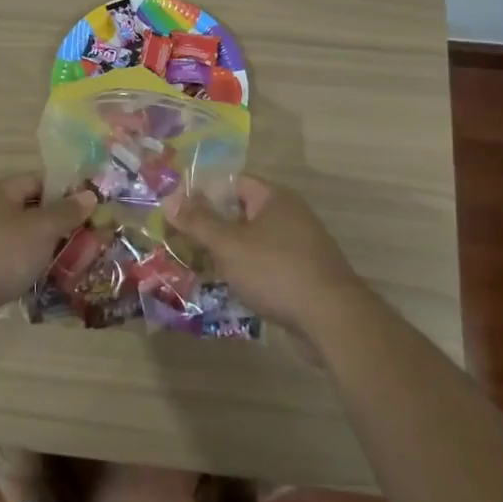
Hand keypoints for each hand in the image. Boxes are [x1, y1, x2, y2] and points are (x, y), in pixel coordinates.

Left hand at [0, 175, 95, 342]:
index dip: (65, 191)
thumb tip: (89, 195)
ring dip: (46, 250)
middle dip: (59, 225)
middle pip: (30, 211)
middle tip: (89, 239)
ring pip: (22, 241)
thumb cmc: (1, 253)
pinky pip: (12, 264)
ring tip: (76, 263)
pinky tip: (51, 283)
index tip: (90, 207)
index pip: (37, 181)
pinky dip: (30, 270)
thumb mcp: (41, 229)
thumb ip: (66, 212)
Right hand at [164, 176, 367, 339]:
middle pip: (242, 212)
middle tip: (182, 240)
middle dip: (213, 226)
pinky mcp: (305, 274)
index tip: (178, 210)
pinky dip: (248, 271)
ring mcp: (301, 246)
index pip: (233, 183)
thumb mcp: (229, 245)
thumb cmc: (276, 271)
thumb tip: (170, 199)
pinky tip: (230, 287)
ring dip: (229, 252)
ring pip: (254, 241)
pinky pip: (267, 264)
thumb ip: (199, 222)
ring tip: (199, 266)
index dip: (204, 193)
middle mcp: (290, 215)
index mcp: (274, 198)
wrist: (332, 319)